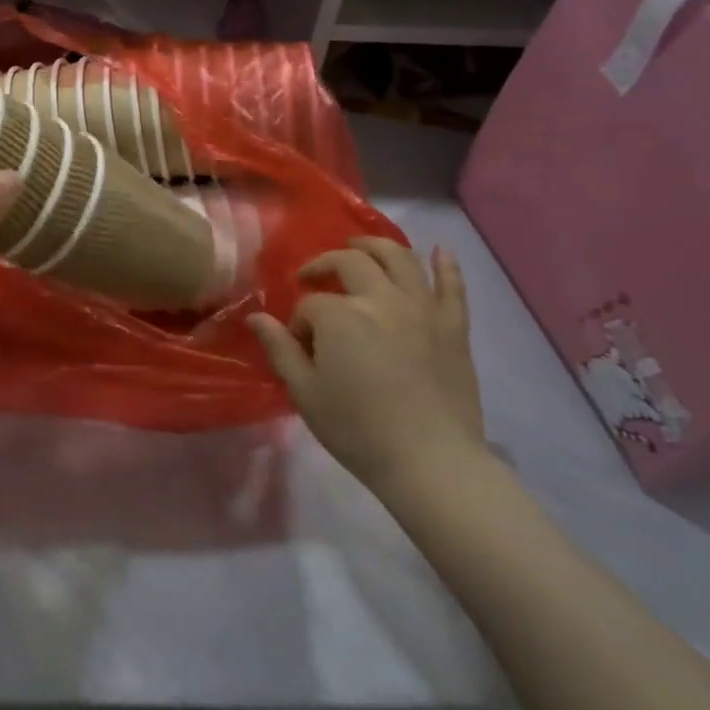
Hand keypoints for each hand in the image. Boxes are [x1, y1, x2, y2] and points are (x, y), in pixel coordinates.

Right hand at [248, 238, 487, 502]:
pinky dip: (445, 265)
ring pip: (399, 258)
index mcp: (340, 316)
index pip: (310, 305)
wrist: (431, 463)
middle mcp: (381, 299)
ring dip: (376, 246)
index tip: (301, 347)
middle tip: (314, 275)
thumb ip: (280, 349)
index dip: (300, 322)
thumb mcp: (306, 394)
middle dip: (326, 264)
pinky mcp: (453, 326)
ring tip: (361, 247)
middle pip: (350, 262)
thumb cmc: (359, 431)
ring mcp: (422, 308)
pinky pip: (452, 286)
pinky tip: (439, 251)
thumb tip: (255, 317)